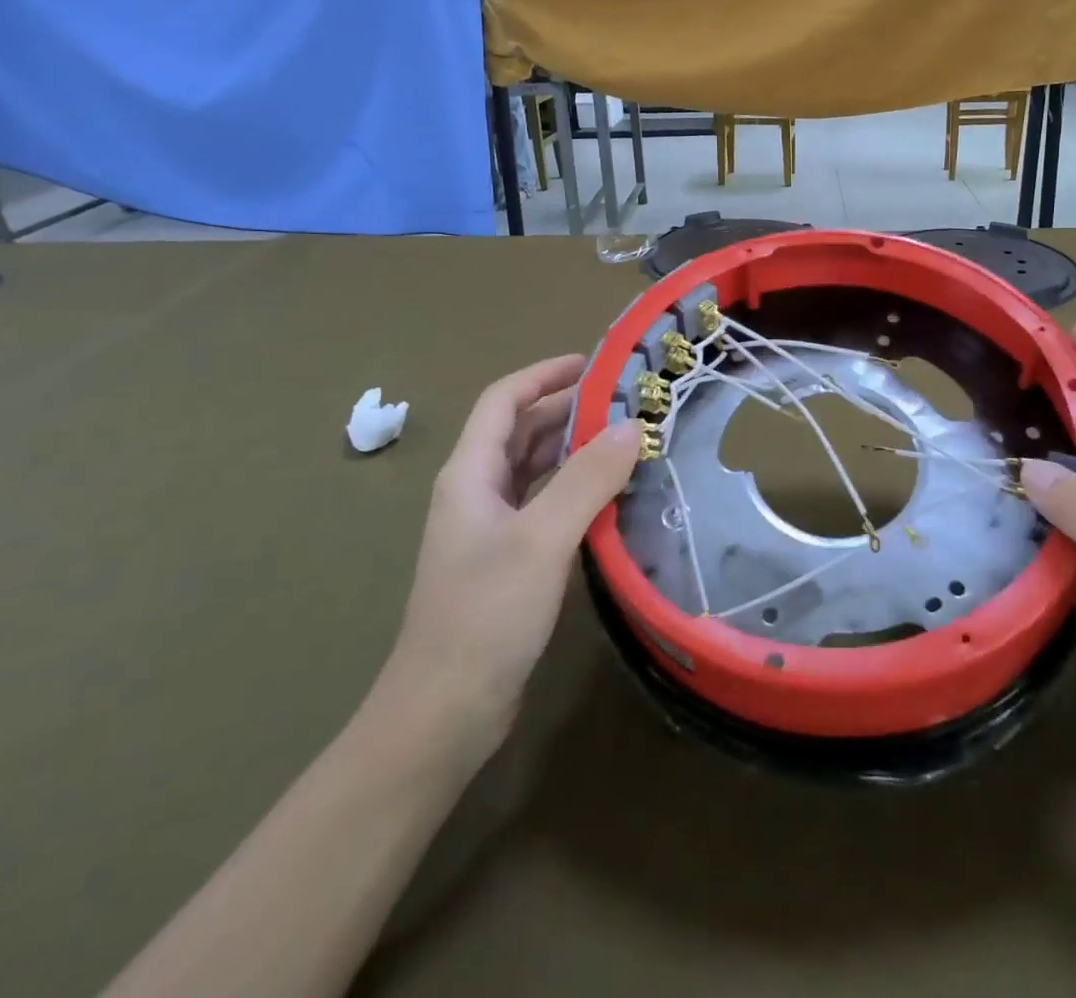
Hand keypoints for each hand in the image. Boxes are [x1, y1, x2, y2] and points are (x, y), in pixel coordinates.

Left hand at [378, 355, 640, 759]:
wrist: (444, 712)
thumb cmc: (485, 614)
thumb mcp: (541, 538)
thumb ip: (587, 478)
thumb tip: (632, 426)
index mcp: (470, 474)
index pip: (504, 400)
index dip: (545, 374)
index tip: (595, 363)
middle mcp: (477, 492)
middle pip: (521, 431)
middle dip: (569, 409)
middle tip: (628, 401)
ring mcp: (491, 528)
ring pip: (536, 469)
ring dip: (575, 449)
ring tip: (629, 439)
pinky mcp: (509, 560)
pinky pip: (546, 504)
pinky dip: (576, 489)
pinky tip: (613, 494)